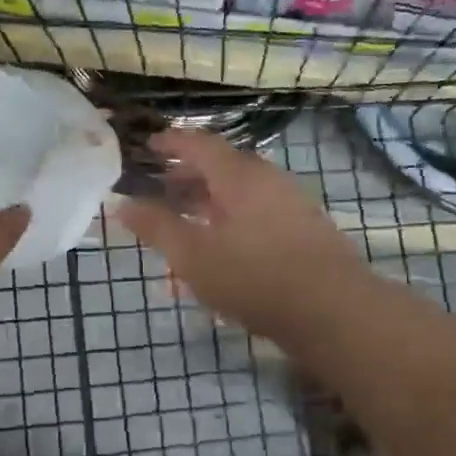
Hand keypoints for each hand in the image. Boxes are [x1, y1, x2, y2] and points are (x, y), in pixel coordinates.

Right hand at [117, 128, 368, 341]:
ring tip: (186, 225)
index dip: (171, 143)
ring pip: (240, 193)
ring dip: (209, 203)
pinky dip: (231, 221)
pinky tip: (222, 251)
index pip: (199, 144)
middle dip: (187, 177)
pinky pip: (257, 213)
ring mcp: (291, 203)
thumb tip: (122, 204)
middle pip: (221, 167)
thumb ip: (156, 227)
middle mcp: (268, 180)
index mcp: (239, 176)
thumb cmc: (253, 277)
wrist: (333, 311)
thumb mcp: (192, 255)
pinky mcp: (305, 229)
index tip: (148, 146)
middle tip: (160, 191)